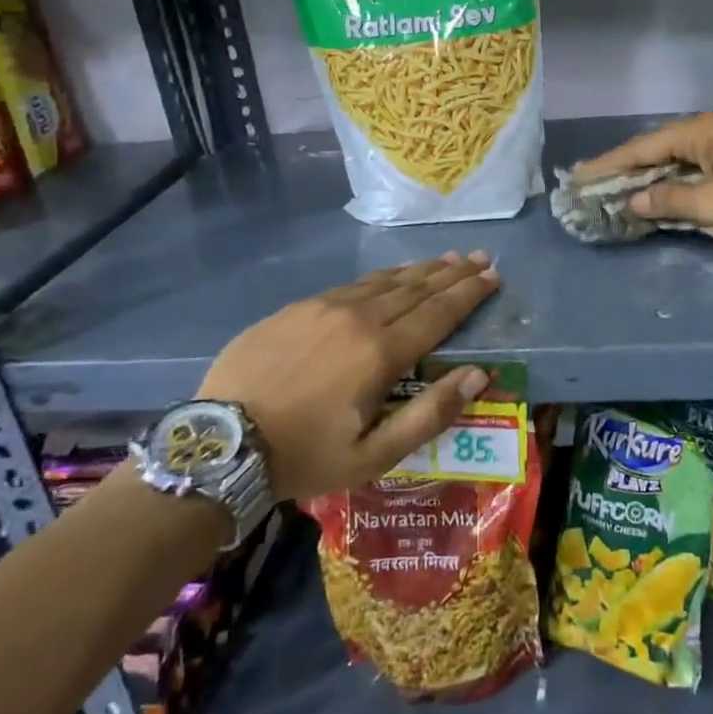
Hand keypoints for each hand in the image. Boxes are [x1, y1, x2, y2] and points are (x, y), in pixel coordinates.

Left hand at [194, 253, 499, 499]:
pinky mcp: (296, 308)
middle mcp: (358, 318)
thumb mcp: (374, 455)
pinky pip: (351, 286)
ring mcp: (323, 308)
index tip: (492, 275)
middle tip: (478, 257)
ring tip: (444, 259)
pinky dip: (380, 278)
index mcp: (381, 353)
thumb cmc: (305, 456)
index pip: (438, 314)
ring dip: (418, 270)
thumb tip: (479, 374)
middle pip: (415, 289)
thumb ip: (430, 414)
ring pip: (383, 281)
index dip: (468, 294)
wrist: (220, 445)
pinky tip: (388, 277)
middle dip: (451, 273)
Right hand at [570, 113, 712, 245]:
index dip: (608, 165)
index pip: (641, 148)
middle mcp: (707, 135)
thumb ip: (670, 201)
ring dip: (645, 182)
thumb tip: (634, 201)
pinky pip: (690, 178)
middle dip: (622, 172)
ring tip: (611, 193)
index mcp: (699, 133)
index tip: (577, 177)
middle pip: (654, 153)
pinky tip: (652, 202)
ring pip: (672, 166)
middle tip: (588, 185)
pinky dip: (669, 190)